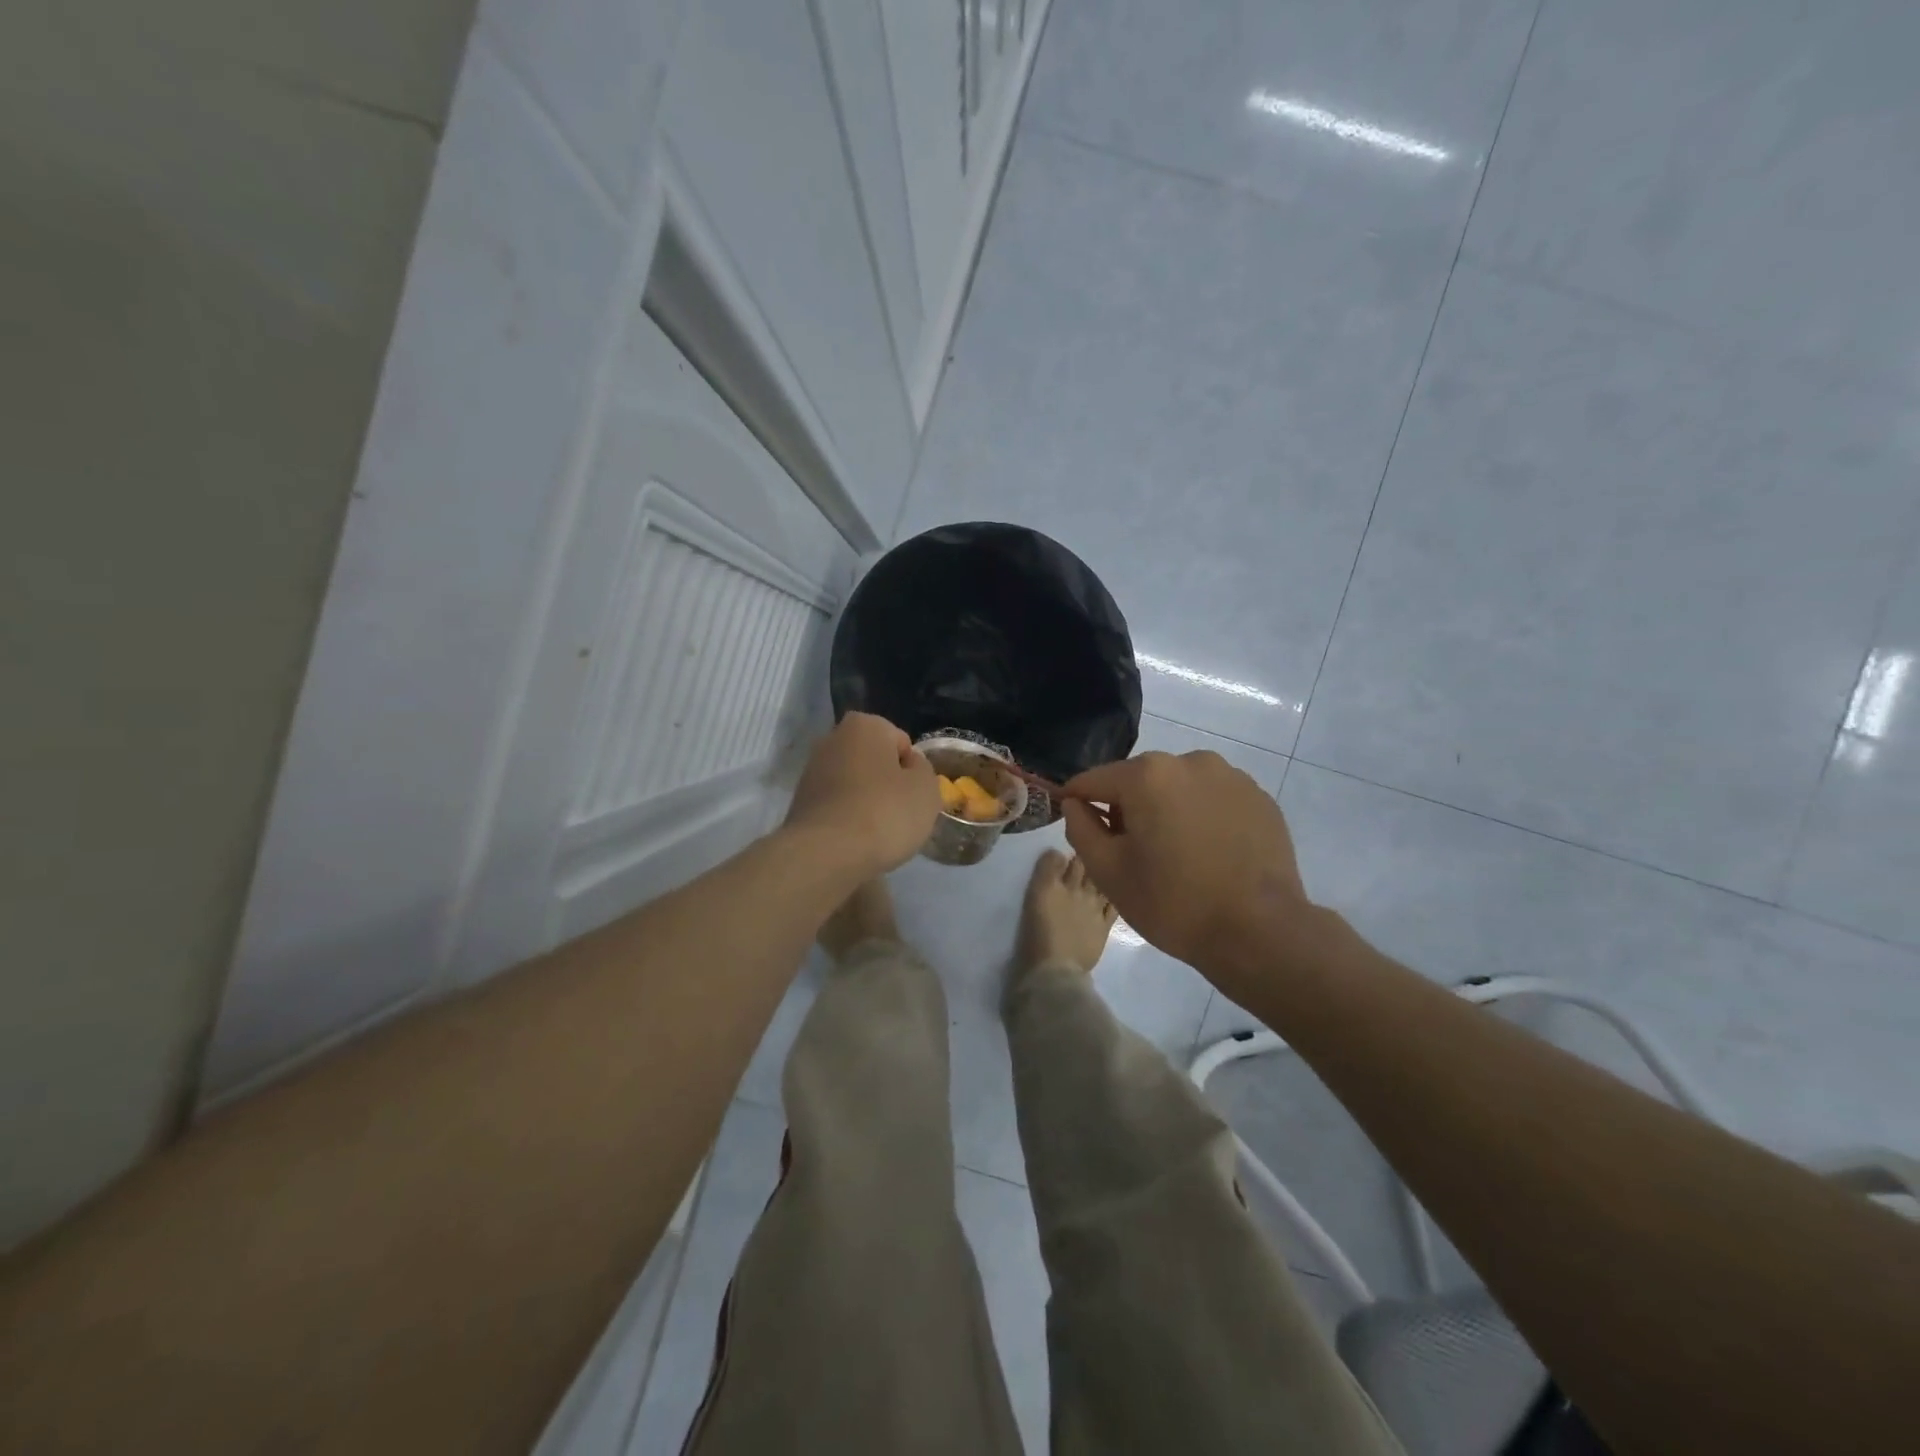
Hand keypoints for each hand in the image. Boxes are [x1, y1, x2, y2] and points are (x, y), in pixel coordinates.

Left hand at [785, 712, 939, 878]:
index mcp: (865, 725)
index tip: (912, 797)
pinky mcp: (799, 801)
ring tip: (876, 832)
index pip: (902, 744)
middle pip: (875, 761)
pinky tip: (854, 840)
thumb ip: (922, 769)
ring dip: (866, 801)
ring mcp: (811, 770)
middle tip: (898, 814)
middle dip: (887, 783)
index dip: (912, 772)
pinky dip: (847, 818)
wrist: (826, 854)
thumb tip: (908, 766)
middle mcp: (832, 738)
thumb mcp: (926, 789)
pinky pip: (837, 805)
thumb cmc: (884, 812)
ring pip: (854, 784)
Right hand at [1059, 751, 1319, 997]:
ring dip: (1167, 810)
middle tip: (1133, 854)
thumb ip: (1080, 828)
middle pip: (1138, 780)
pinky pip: (1212, 799)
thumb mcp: (1108, 872)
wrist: (1260, 932)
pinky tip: (1210, 854)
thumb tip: (1074, 803)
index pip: (1093, 780)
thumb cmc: (1173, 903)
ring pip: (1178, 787)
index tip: (1078, 827)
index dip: (1077, 802)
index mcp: (1147, 775)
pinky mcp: (1259, 797)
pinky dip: (1202, 817)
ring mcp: (1230, 776)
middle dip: (1128, 808)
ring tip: (1177, 855)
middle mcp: (1189, 761)